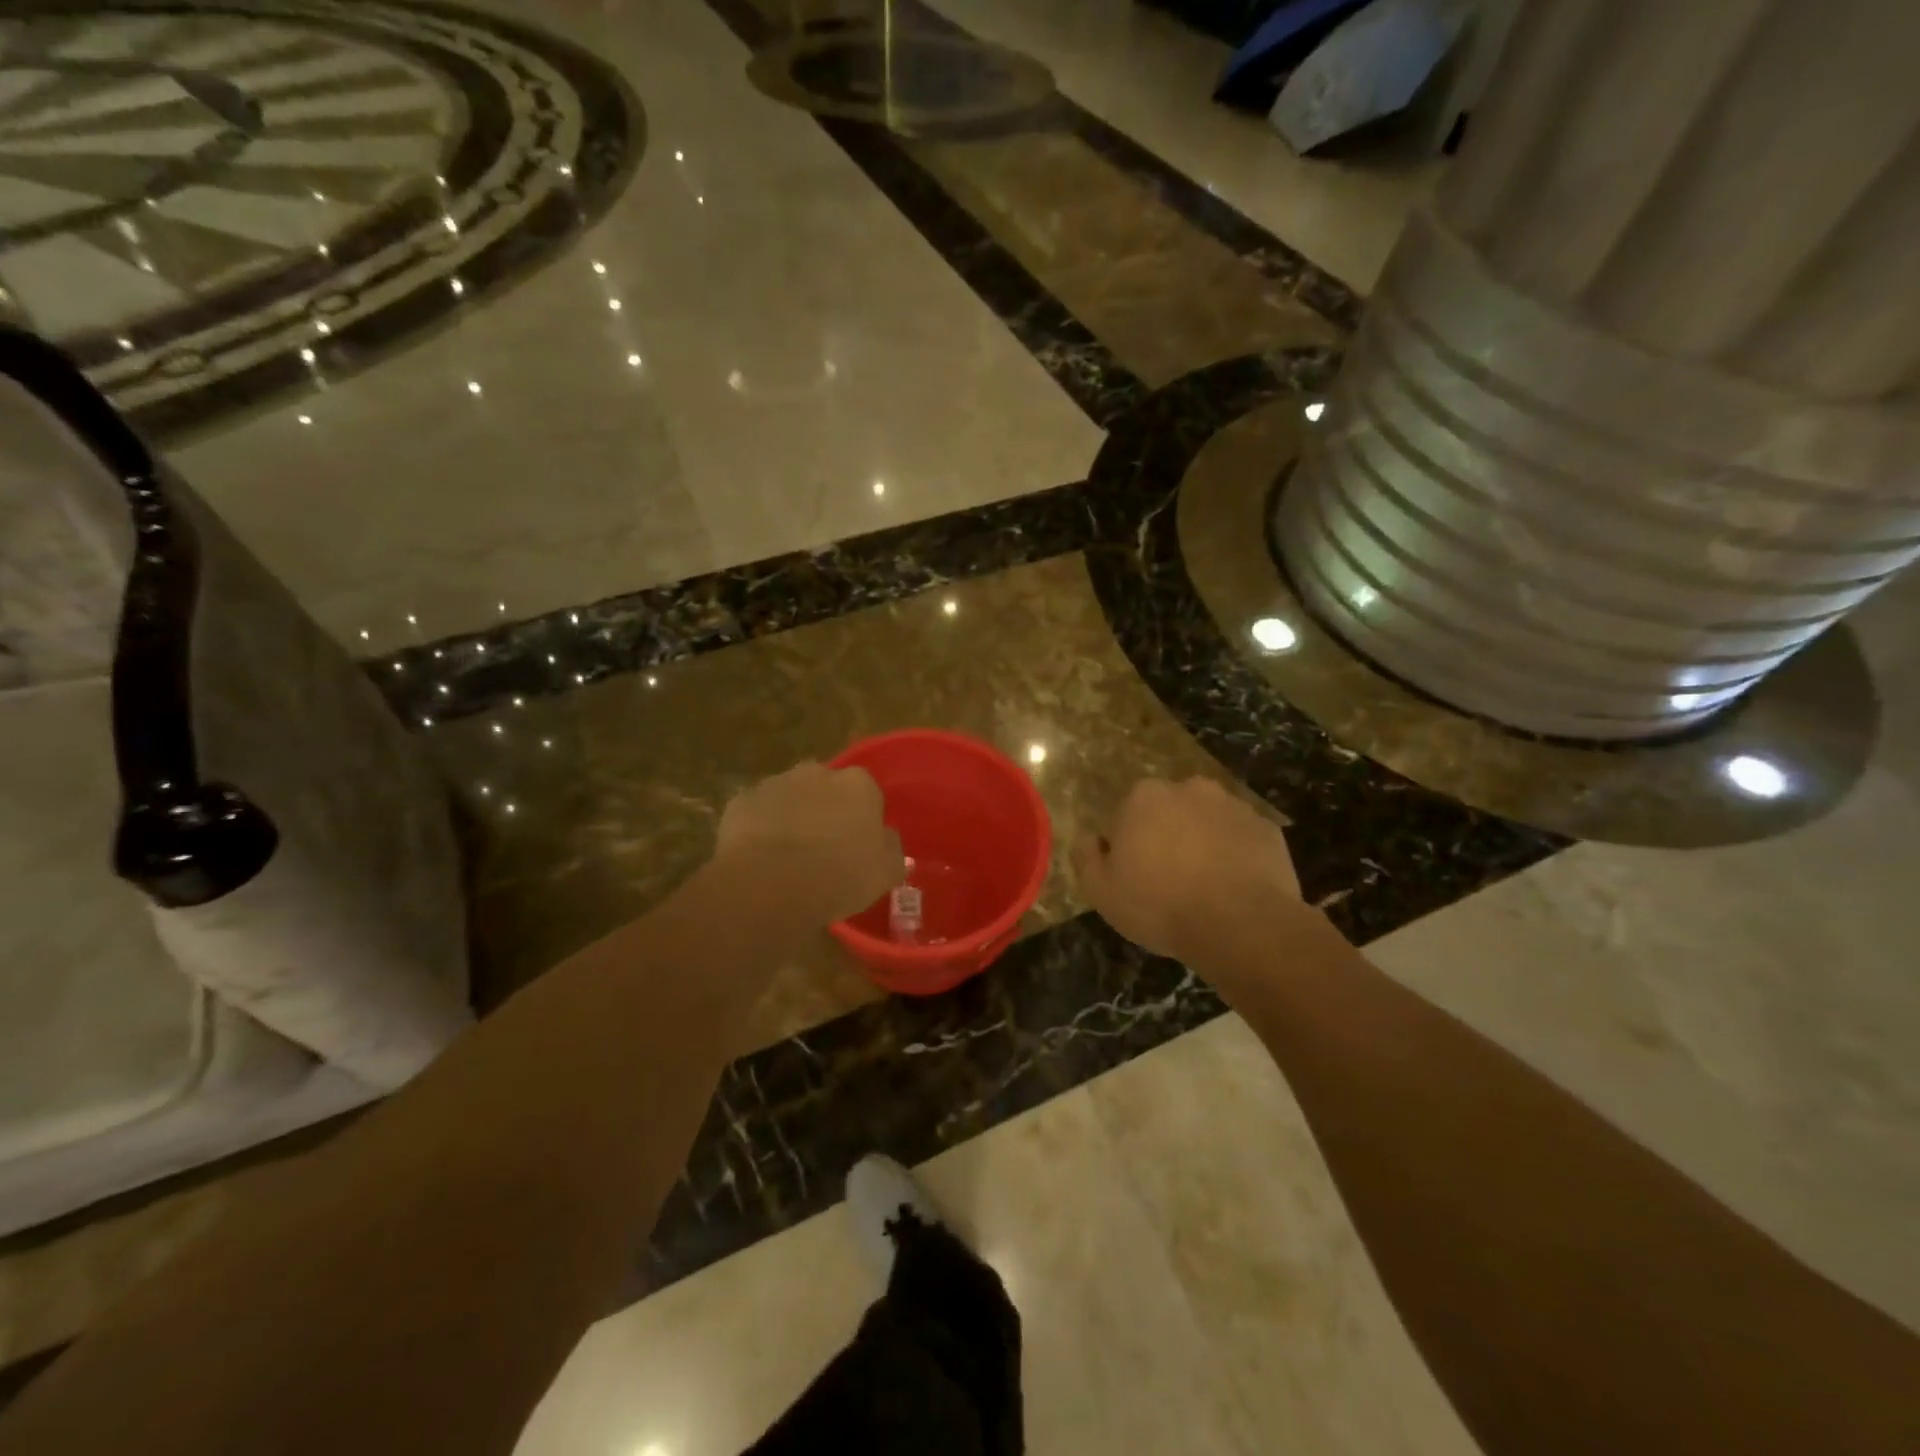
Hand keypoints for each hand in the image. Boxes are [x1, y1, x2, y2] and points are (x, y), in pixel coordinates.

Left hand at [714, 761, 904, 924]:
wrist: (770, 884)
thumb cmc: (839, 876)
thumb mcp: (886, 872)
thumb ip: (892, 849)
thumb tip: (886, 838)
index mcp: (857, 784)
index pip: (867, 792)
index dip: (862, 818)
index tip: (858, 845)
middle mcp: (817, 772)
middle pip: (825, 788)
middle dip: (825, 810)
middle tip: (823, 849)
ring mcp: (775, 783)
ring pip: (789, 798)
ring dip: (792, 818)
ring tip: (789, 858)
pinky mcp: (741, 801)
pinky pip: (757, 813)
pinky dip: (759, 830)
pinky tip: (761, 859)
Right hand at [1073, 777, 1303, 968]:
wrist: (1242, 924)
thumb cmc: (1160, 905)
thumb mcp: (1101, 891)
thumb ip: (1086, 856)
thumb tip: (1089, 838)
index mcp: (1144, 797)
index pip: (1125, 815)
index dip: (1127, 846)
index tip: (1133, 876)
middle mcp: (1188, 789)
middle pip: (1169, 811)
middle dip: (1166, 836)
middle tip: (1168, 880)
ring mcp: (1233, 806)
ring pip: (1207, 821)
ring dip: (1202, 842)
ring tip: (1205, 886)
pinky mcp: (1267, 828)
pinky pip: (1241, 839)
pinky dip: (1236, 855)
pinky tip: (1234, 888)